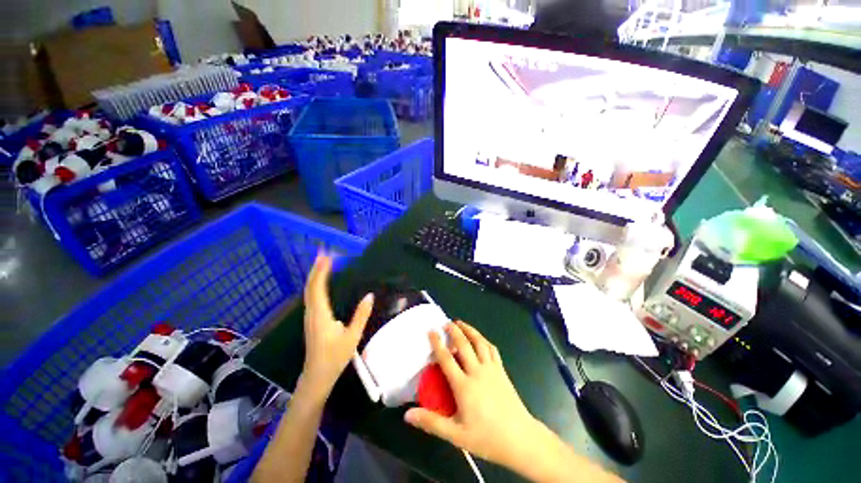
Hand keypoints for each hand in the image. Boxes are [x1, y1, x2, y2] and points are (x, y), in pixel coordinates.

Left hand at [300, 253, 373, 399]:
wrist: (316, 376)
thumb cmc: (335, 357)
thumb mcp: (352, 336)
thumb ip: (361, 315)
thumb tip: (369, 295)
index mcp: (320, 315)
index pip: (317, 288)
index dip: (321, 271)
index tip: (326, 256)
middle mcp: (312, 313)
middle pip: (310, 287)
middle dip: (316, 269)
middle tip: (324, 254)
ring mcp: (309, 316)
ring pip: (309, 292)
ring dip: (315, 276)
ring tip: (323, 263)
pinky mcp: (311, 319)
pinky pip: (312, 297)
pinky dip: (316, 285)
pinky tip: (322, 282)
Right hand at [404, 321, 540, 465]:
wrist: (521, 439)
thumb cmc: (487, 438)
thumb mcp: (456, 435)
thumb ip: (432, 423)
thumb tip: (408, 415)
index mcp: (464, 386)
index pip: (447, 359)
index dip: (437, 343)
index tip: (431, 331)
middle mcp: (477, 372)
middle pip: (464, 345)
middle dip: (454, 331)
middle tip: (446, 322)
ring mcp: (491, 369)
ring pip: (479, 343)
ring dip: (469, 330)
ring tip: (461, 323)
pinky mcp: (502, 371)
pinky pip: (492, 349)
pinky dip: (484, 340)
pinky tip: (481, 339)